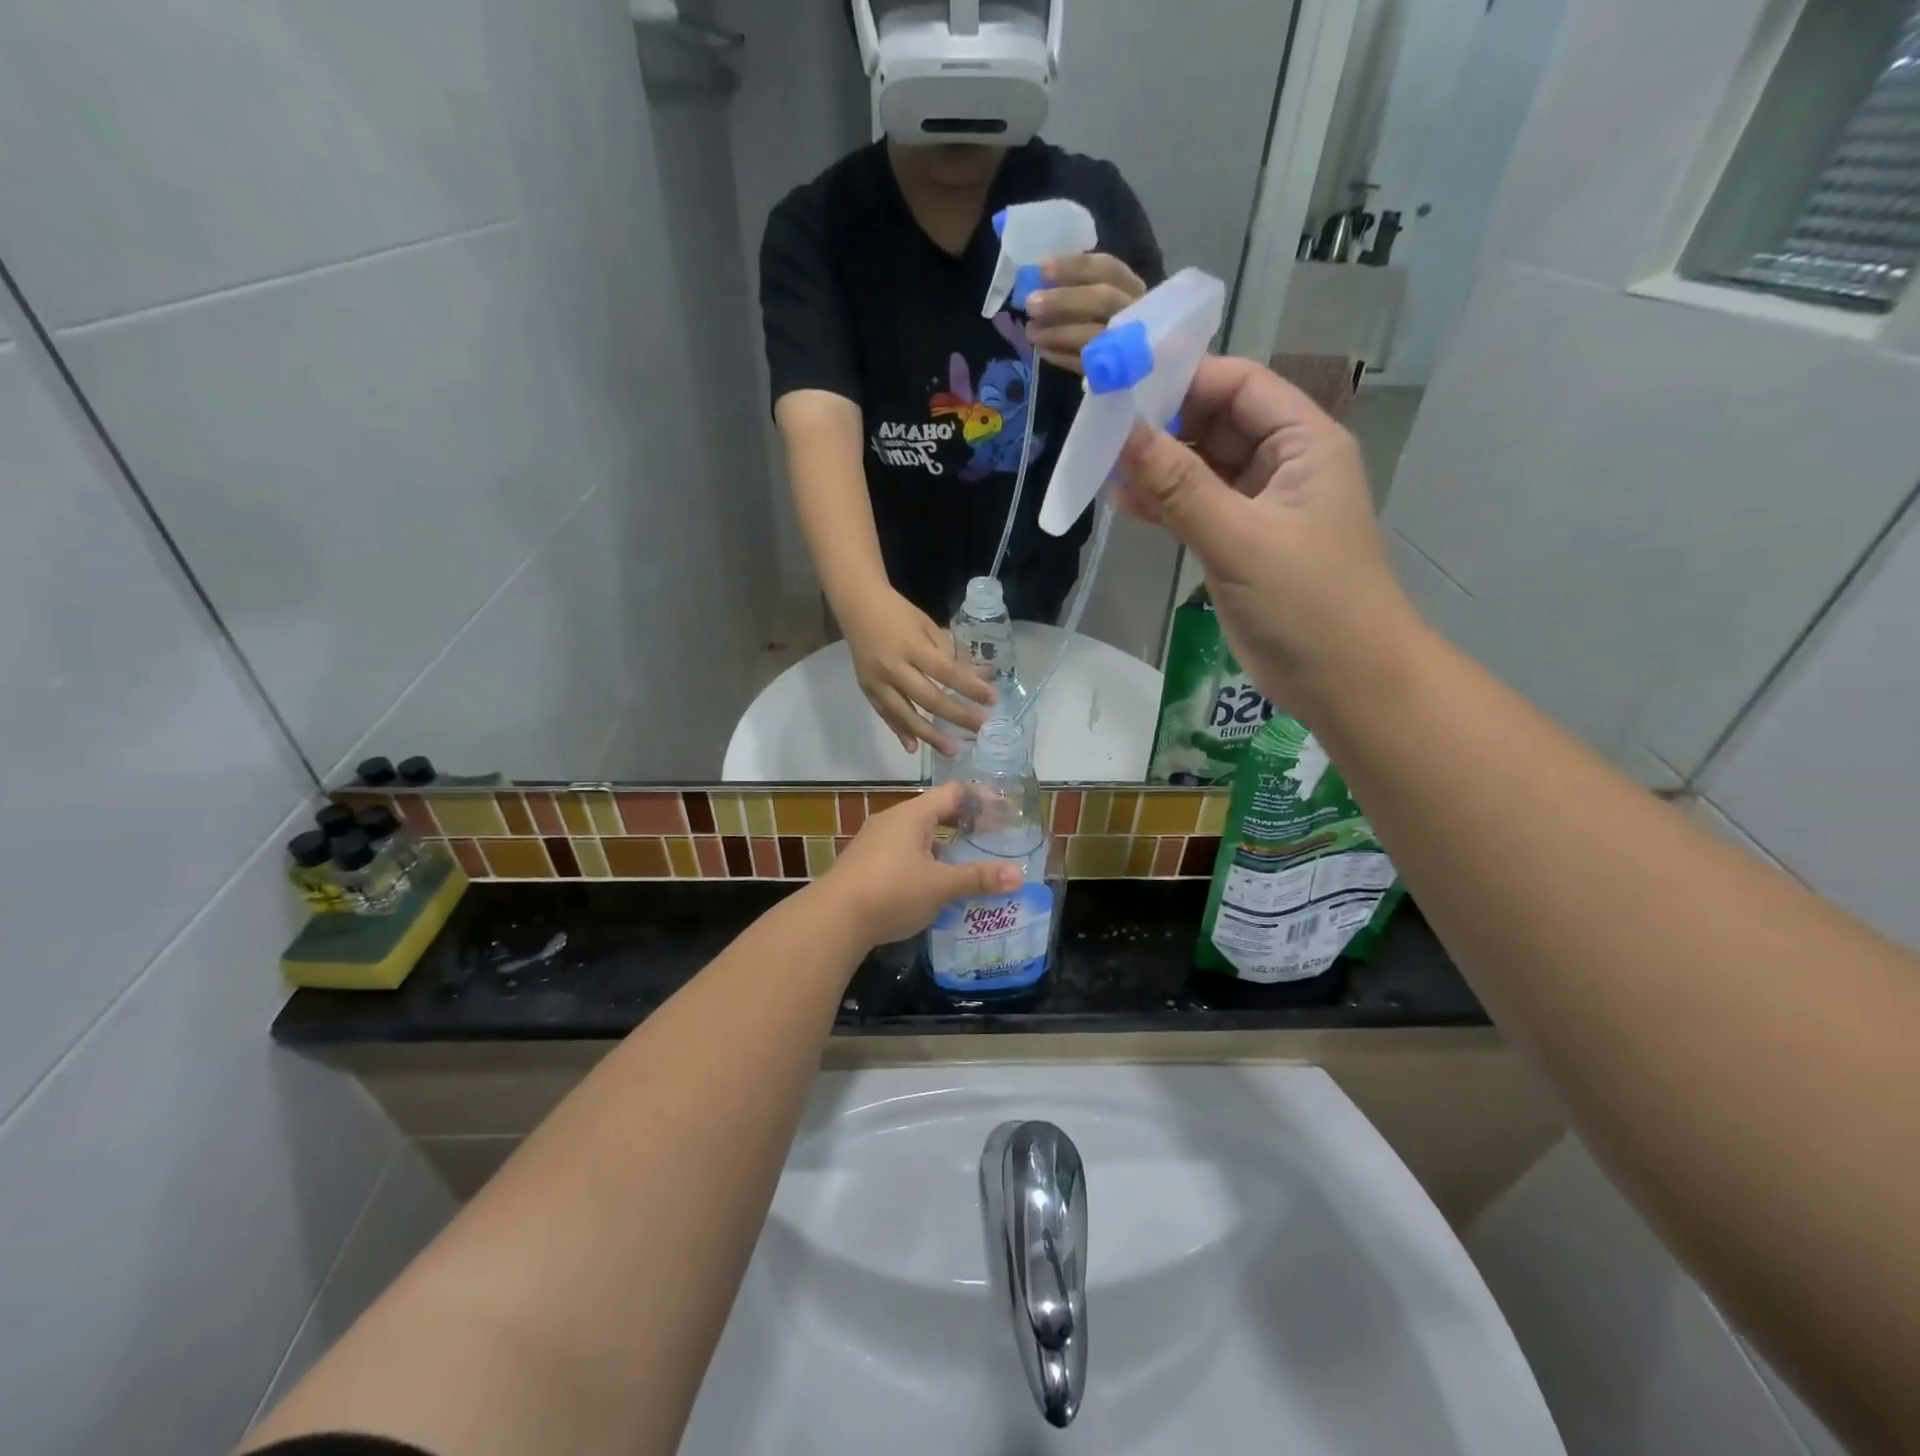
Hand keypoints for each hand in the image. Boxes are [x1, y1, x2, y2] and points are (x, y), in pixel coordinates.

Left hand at [820, 782, 1021, 946]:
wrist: (833, 920)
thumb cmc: (891, 891)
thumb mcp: (940, 885)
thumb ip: (978, 878)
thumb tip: (1018, 875)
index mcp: (912, 815)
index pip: (954, 793)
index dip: (981, 799)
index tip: (1005, 813)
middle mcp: (893, 821)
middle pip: (936, 812)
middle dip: (965, 824)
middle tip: (993, 838)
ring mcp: (876, 842)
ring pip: (920, 836)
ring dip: (945, 846)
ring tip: (970, 863)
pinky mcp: (867, 864)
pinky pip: (906, 854)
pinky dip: (927, 862)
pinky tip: (937, 885)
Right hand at [837, 585, 994, 754]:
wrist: (857, 605)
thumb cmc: (899, 613)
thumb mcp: (928, 625)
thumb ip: (951, 653)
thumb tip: (980, 677)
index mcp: (912, 646)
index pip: (946, 672)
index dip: (970, 688)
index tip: (992, 701)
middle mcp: (894, 667)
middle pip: (929, 698)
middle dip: (957, 716)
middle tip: (980, 729)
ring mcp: (877, 681)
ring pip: (905, 714)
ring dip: (929, 735)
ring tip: (951, 750)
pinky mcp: (866, 689)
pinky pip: (885, 715)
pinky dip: (899, 731)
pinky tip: (913, 748)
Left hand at [1024, 252, 1147, 370]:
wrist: (1132, 363)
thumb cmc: (1108, 318)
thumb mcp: (1100, 293)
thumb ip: (1078, 284)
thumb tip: (1043, 276)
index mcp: (1131, 286)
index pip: (1106, 268)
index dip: (1074, 267)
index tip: (1042, 268)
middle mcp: (1134, 312)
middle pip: (1102, 300)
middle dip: (1063, 300)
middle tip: (1031, 304)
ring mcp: (1125, 344)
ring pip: (1093, 335)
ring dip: (1056, 333)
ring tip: (1030, 331)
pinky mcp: (1112, 373)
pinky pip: (1084, 364)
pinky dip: (1060, 356)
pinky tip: (1041, 349)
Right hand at [1111, 355, 1419, 719]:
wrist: (1344, 681)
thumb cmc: (1309, 603)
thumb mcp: (1241, 539)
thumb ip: (1181, 487)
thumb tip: (1123, 435)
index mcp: (1302, 442)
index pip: (1239, 385)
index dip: (1183, 378)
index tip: (1122, 386)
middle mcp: (1281, 464)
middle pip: (1214, 422)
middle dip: (1162, 424)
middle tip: (1100, 430)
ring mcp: (1258, 506)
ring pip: (1199, 468)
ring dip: (1155, 468)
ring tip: (1101, 467)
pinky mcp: (1238, 543)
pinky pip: (1194, 508)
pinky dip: (1161, 505)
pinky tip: (1122, 505)